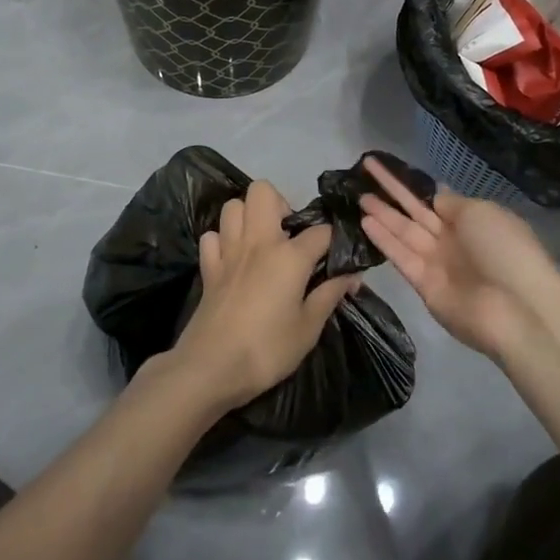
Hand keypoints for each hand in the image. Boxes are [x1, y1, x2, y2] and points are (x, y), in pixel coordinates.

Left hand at [169, 180, 358, 410]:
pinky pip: (212, 236)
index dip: (335, 242)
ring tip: (262, 242)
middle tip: (290, 236)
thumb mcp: (309, 328)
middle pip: (264, 191)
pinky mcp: (208, 267)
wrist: (211, 368)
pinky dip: (222, 240)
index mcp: (289, 256)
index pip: (321, 231)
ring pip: (233, 206)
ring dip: (249, 216)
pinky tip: (233, 259)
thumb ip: (330, 295)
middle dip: (281, 204)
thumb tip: (351, 275)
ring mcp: (228, 251)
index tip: (340, 261)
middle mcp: (258, 242)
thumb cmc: (267, 349)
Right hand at [360, 156, 559, 358]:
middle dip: (391, 192)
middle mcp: (452, 240)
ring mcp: (437, 263)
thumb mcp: (481, 213)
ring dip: (382, 214)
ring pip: (404, 232)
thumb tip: (436, 197)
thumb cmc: (504, 250)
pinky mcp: (424, 286)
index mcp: (471, 220)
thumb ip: (452, 204)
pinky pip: (401, 257)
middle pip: (415, 212)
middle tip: (366, 170)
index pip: (435, 199)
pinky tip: (364, 221)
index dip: (414, 185)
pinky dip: (384, 240)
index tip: (390, 169)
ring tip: (358, 195)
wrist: (517, 308)